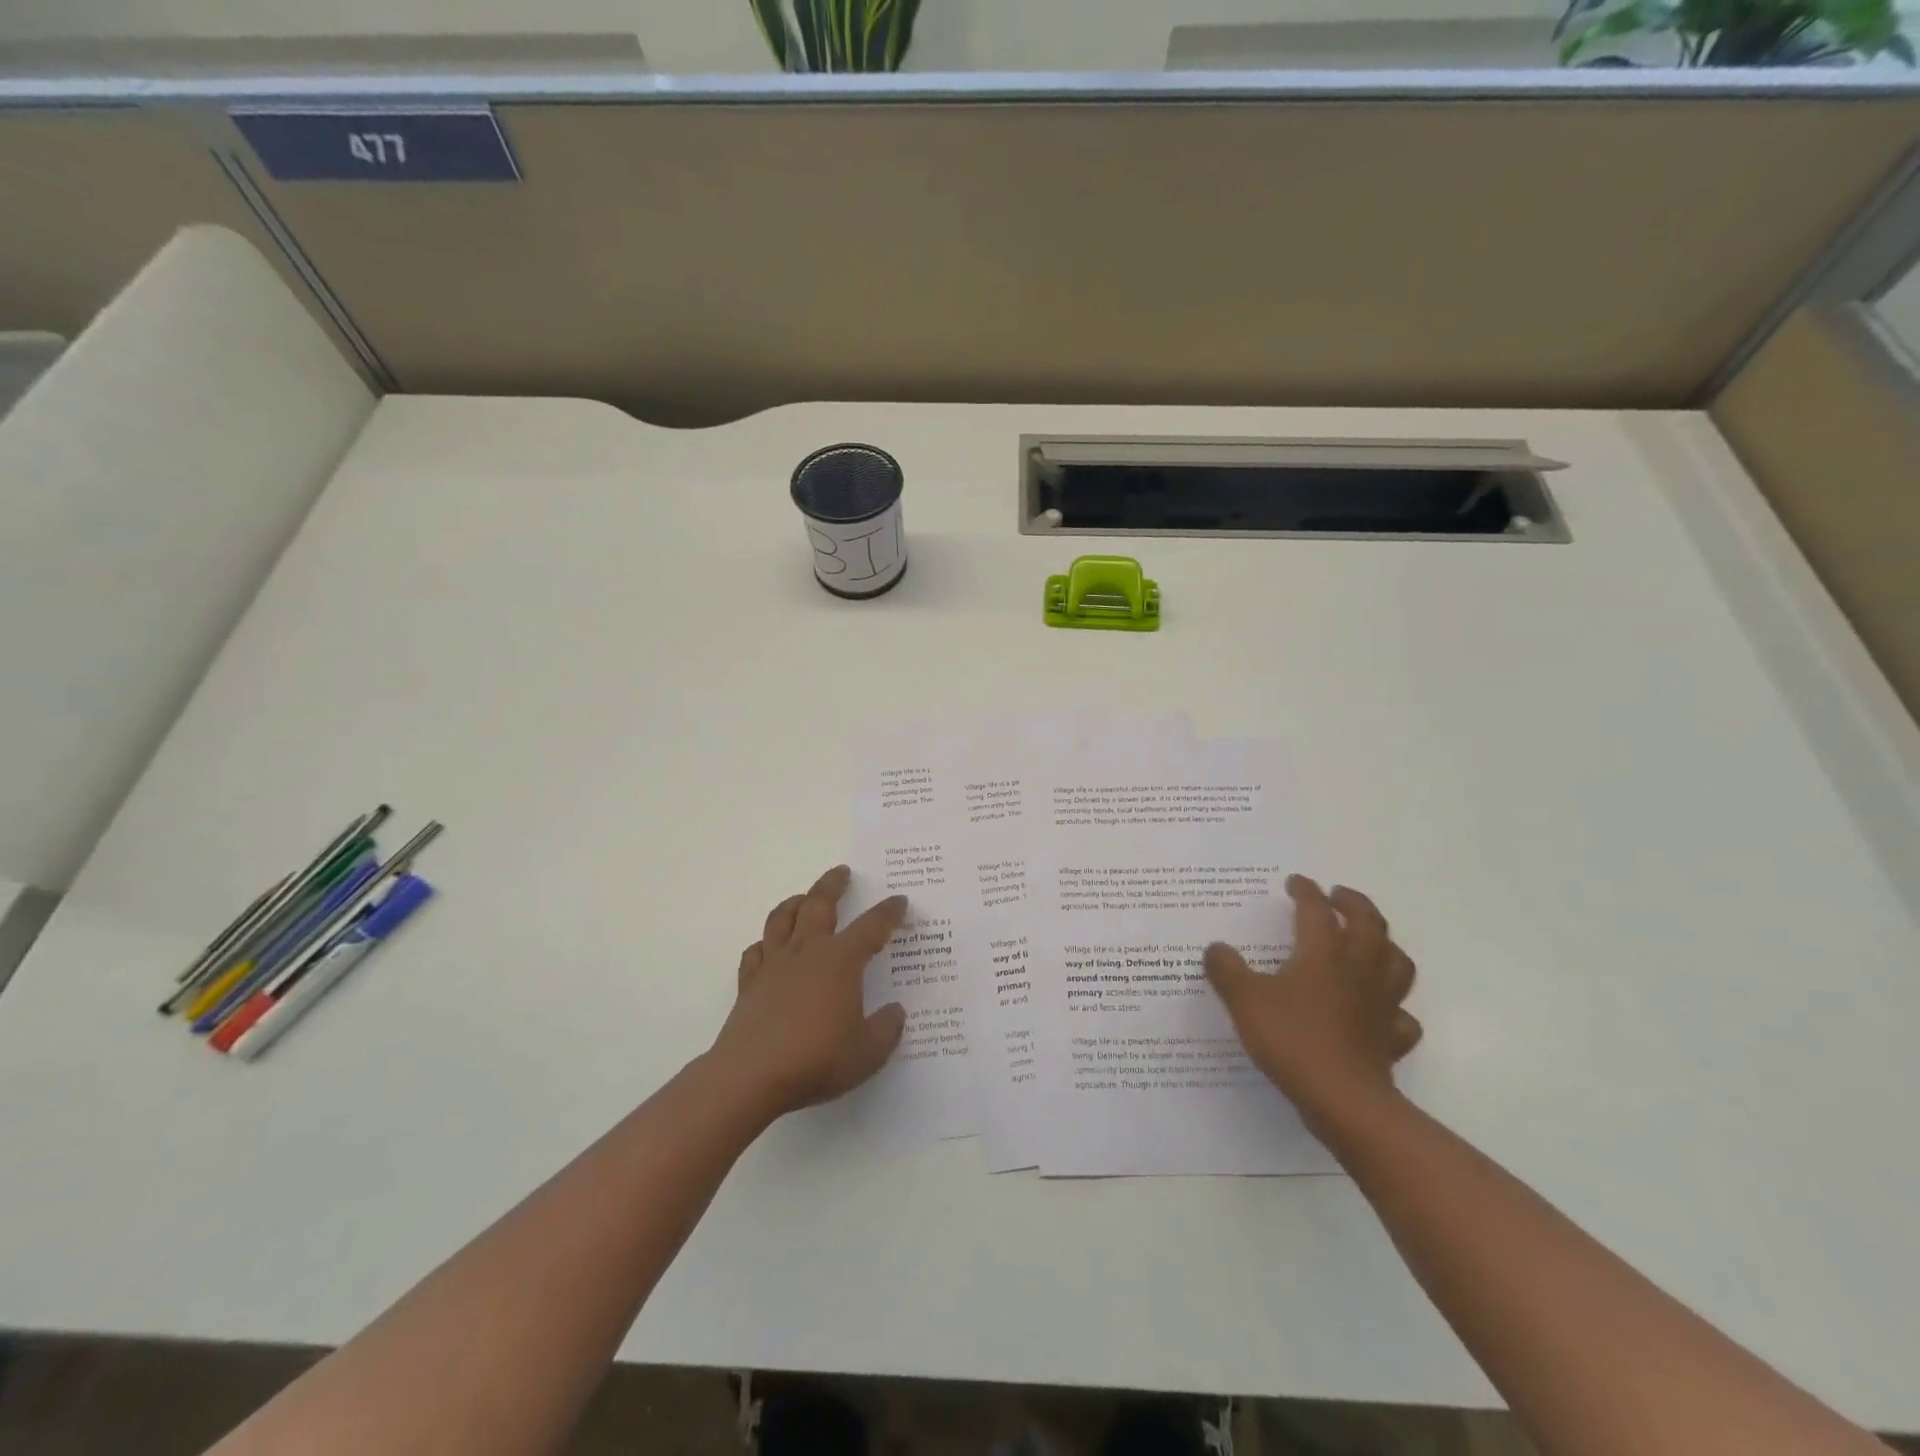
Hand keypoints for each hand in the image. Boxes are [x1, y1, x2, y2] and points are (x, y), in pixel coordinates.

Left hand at [708, 865, 908, 1122]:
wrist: (750, 1076)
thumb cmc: (816, 1059)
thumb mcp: (867, 1053)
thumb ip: (886, 1029)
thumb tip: (895, 1012)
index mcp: (841, 960)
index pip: (871, 926)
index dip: (888, 912)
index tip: (899, 901)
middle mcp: (807, 951)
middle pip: (819, 904)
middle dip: (833, 885)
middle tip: (842, 872)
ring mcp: (774, 964)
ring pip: (783, 918)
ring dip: (796, 902)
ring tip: (804, 898)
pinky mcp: (749, 983)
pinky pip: (756, 951)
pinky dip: (765, 943)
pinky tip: (769, 948)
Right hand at [1205, 875, 1420, 1132]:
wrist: (1342, 1098)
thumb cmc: (1292, 1039)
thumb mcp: (1244, 1000)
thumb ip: (1226, 970)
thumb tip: (1216, 947)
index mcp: (1323, 953)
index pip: (1317, 910)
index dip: (1306, 891)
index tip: (1295, 882)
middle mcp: (1358, 969)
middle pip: (1370, 924)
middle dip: (1354, 903)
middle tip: (1338, 896)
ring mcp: (1382, 1004)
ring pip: (1396, 962)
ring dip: (1384, 945)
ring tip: (1367, 942)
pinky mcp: (1392, 1037)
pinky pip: (1402, 1015)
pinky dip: (1394, 1006)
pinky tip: (1379, 1009)